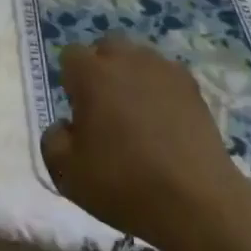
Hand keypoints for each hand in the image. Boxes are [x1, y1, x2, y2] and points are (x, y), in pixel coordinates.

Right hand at [40, 38, 249, 248]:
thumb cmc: (124, 184)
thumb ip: (52, 140)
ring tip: (139, 116)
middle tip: (106, 109)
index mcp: (91, 73)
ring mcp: (162, 69)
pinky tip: (166, 123)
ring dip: (132, 77)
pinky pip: (166, 77)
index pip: (70, 56)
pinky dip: (161, 91)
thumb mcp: (67, 174)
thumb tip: (66, 126)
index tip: (80, 113)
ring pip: (138, 59)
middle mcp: (125, 59)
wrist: (197, 203)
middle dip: (101, 70)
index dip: (71, 82)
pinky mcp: (192, 87)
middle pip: (106, 48)